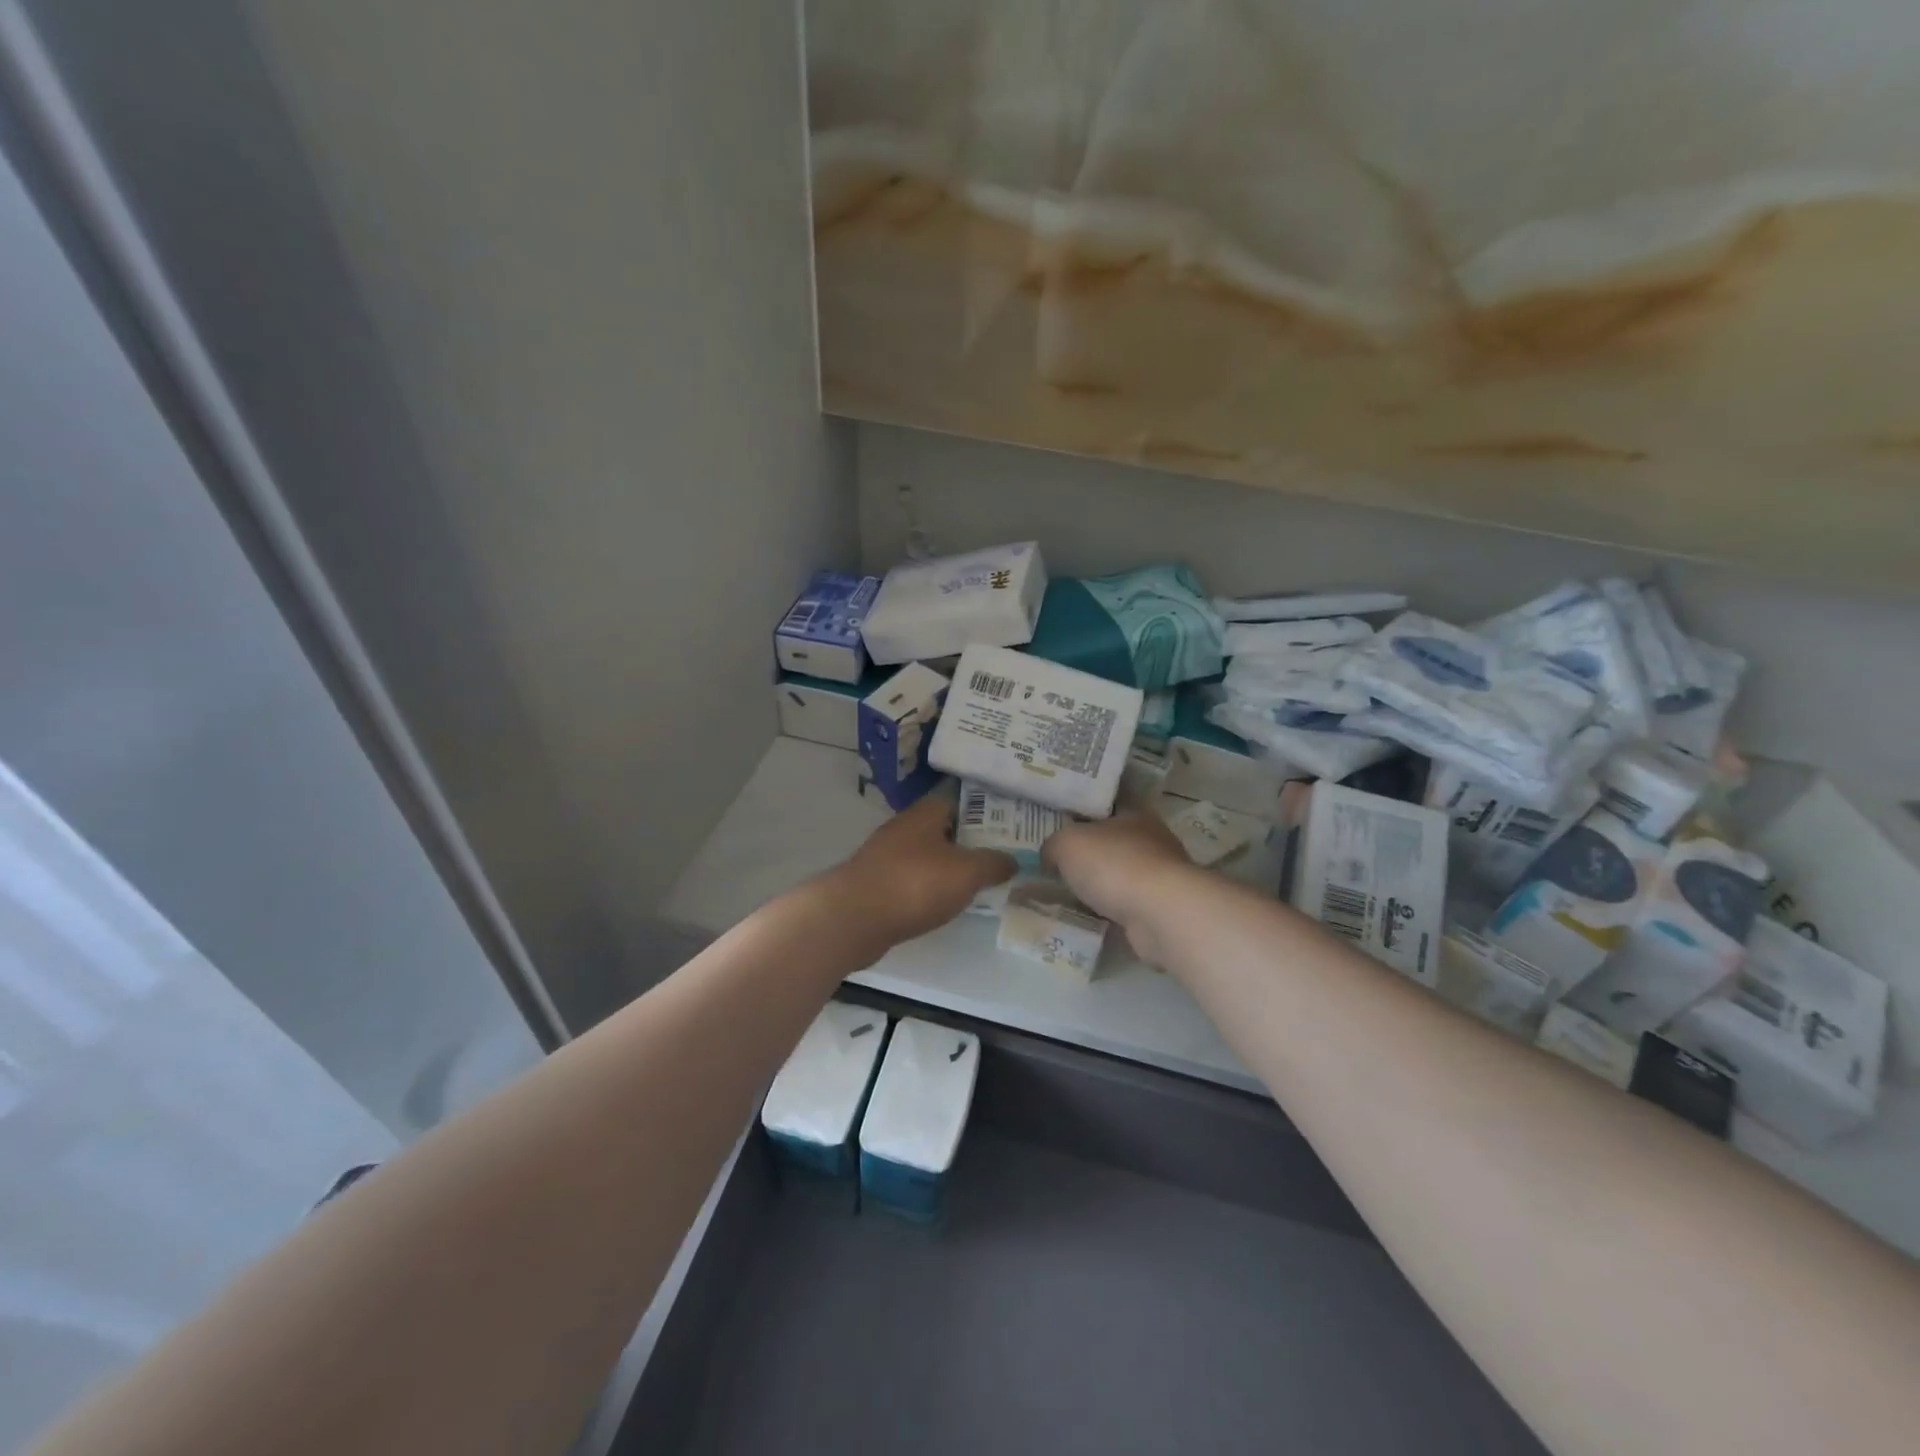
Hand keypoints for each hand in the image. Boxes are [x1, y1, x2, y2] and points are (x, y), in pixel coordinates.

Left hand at [823, 784, 1016, 952]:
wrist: (854, 918)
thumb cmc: (915, 884)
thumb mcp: (967, 872)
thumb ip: (993, 863)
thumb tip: (1013, 860)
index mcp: (925, 814)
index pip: (959, 800)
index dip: (985, 811)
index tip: (1008, 825)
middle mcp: (904, 828)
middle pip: (943, 829)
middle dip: (968, 841)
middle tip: (1000, 856)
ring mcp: (886, 856)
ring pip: (927, 855)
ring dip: (948, 866)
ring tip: (977, 881)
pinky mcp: (876, 884)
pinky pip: (912, 880)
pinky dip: (928, 888)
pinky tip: (943, 903)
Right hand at [1043, 814, 1194, 961]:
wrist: (1160, 913)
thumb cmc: (1113, 864)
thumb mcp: (1067, 844)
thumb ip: (1053, 845)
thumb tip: (1049, 856)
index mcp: (1134, 814)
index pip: (1107, 808)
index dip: (1083, 816)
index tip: (1062, 829)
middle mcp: (1153, 840)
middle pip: (1115, 843)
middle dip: (1092, 854)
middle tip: (1060, 865)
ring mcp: (1162, 876)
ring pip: (1123, 875)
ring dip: (1103, 885)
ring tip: (1072, 895)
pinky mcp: (1163, 908)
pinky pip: (1129, 904)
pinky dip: (1113, 910)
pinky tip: (1093, 917)